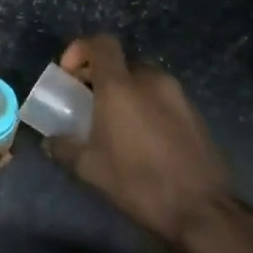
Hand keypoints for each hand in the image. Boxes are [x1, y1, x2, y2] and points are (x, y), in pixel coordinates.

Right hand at [45, 35, 233, 245]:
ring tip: (116, 124)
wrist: (201, 209)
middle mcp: (151, 81)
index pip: (101, 43)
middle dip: (102, 75)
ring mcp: (178, 95)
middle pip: (122, 62)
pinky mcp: (195, 114)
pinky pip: (163, 98)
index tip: (69, 74)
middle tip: (88, 102)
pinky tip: (143, 139)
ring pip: (144, 80)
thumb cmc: (138, 182)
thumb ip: (64, 147)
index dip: (80, 49)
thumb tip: (50, 141)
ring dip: (126, 92)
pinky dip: (148, 106)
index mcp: (121, 86)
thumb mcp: (90, 169)